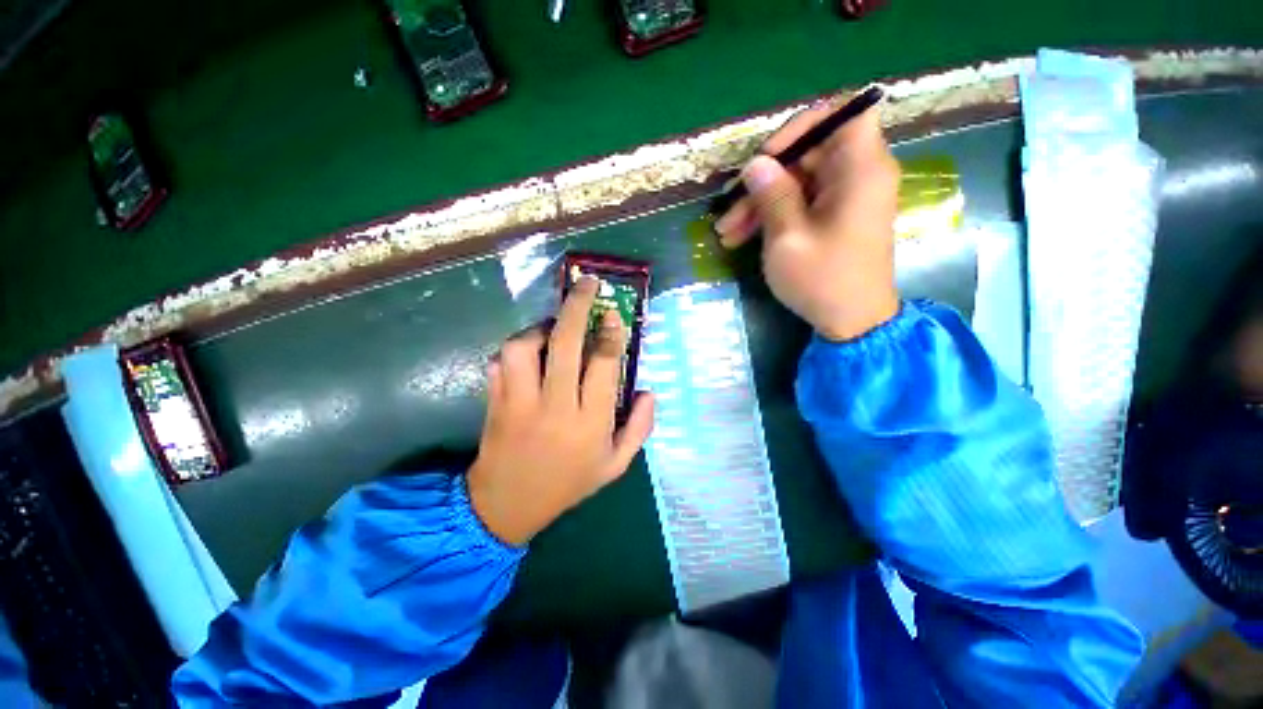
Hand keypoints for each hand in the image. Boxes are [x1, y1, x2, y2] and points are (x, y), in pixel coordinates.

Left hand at [468, 277, 654, 546]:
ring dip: (539, 329)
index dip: (611, 333)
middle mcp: (555, 407)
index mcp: (590, 423)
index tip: (612, 314)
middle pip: (566, 344)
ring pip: (524, 348)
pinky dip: (515, 349)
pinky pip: (500, 362)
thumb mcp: (616, 465)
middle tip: (586, 284)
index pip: (604, 365)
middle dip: (577, 306)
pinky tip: (529, 354)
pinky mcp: (494, 401)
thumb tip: (649, 391)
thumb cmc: (568, 483)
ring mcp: (519, 403)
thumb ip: (640, 428)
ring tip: (552, 330)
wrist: (507, 505)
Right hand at [714, 98, 901, 340]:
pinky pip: (801, 204)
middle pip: (808, 154)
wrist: (851, 322)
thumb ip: (772, 195)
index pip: (843, 113)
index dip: (802, 126)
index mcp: (860, 169)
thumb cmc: (822, 280)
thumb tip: (756, 164)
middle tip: (728, 209)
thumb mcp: (788, 238)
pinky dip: (772, 217)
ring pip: (797, 183)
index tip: (767, 157)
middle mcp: (858, 175)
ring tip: (725, 232)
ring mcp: (845, 198)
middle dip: (764, 180)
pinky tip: (740, 238)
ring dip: (759, 204)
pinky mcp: (834, 218)